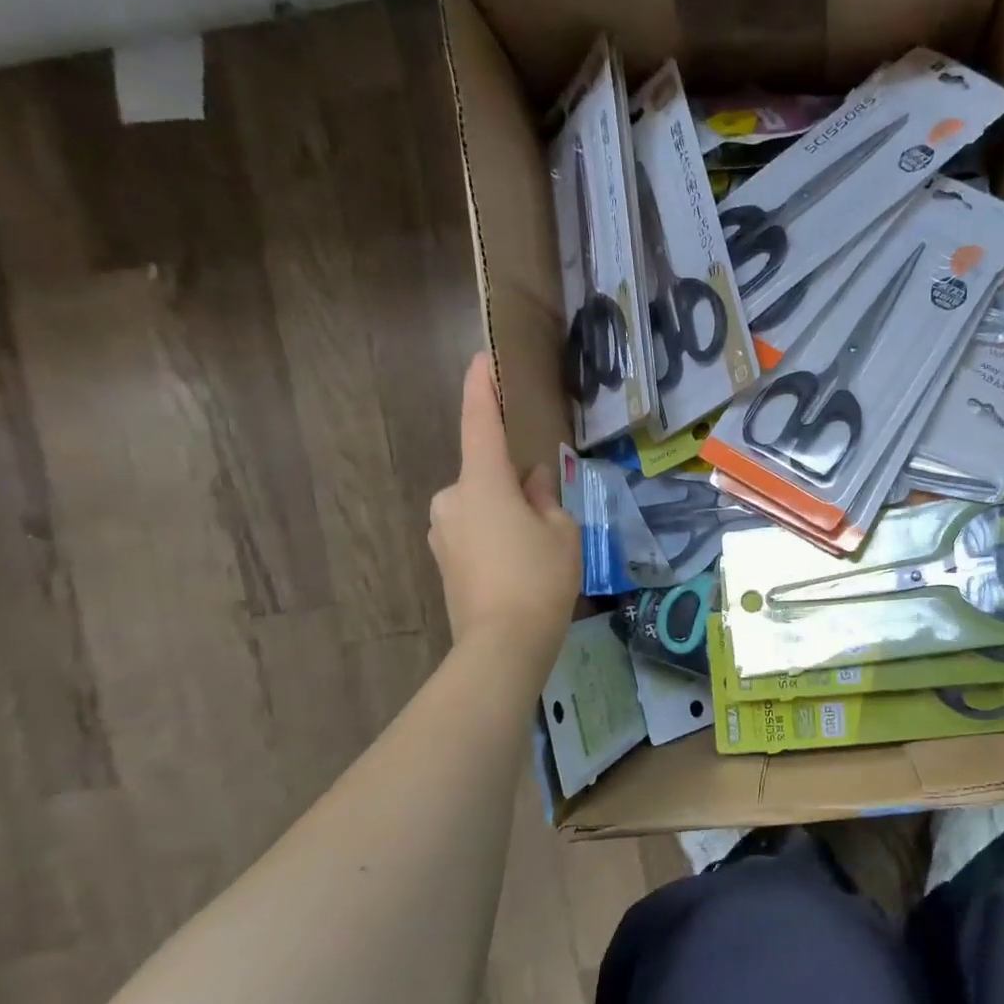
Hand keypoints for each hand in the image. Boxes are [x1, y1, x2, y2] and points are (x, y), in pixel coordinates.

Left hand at [429, 354, 579, 657]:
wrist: (502, 644)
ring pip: (481, 504)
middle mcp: (452, 498)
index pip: (479, 422)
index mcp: (481, 482)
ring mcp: (442, 531)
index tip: (482, 360)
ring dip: (506, 510)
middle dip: (513, 481)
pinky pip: (473, 529)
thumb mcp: (561, 531)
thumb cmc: (539, 578)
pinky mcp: (444, 559)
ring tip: (538, 545)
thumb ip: (547, 497)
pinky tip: (518, 564)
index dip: (481, 388)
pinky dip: (495, 533)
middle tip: (548, 507)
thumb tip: (534, 481)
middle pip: (486, 473)